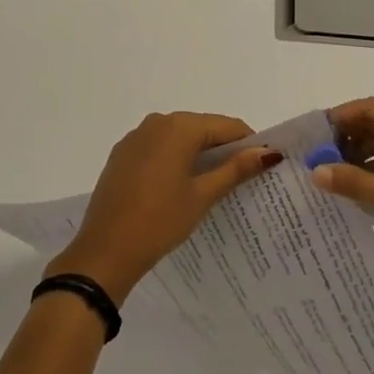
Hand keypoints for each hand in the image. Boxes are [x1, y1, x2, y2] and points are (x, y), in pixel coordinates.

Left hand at [46, 113, 279, 302]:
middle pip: (203, 128)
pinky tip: (180, 186)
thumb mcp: (202, 195)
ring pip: (179, 137)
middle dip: (224, 149)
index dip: (248, 143)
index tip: (262, 166)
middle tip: (241, 178)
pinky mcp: (122, 154)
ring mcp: (136, 137)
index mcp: (179, 127)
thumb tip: (269, 152)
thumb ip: (235, 169)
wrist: (104, 251)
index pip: (226, 126)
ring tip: (214, 184)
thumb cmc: (160, 221)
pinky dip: (175, 158)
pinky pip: (159, 146)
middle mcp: (156, 122)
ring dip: (199, 154)